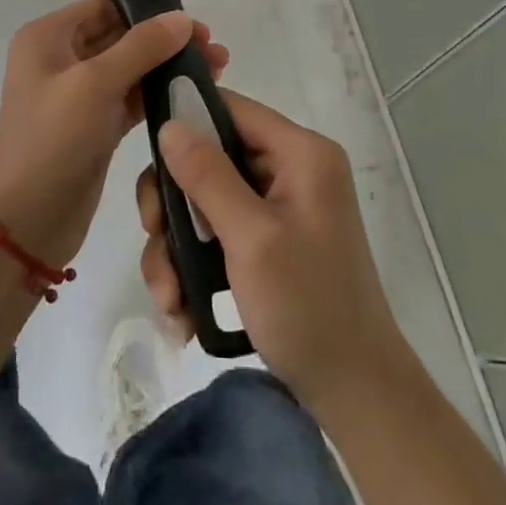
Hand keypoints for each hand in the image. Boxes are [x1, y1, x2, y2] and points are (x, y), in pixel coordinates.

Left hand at [0, 0, 228, 269]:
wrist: (27, 223)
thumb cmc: (53, 140)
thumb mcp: (95, 84)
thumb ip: (142, 46)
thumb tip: (182, 18)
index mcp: (47, 37)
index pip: (104, 8)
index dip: (148, 10)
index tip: (194, 23)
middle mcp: (60, 59)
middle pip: (121, 36)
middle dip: (166, 40)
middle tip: (213, 48)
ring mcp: (77, 95)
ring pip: (131, 68)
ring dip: (168, 66)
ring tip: (216, 68)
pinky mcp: (95, 126)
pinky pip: (131, 99)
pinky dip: (160, 94)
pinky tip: (194, 94)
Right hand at [137, 93, 406, 405]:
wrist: (355, 396)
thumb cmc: (308, 308)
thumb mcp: (252, 239)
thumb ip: (208, 176)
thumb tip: (170, 124)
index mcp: (301, 153)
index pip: (230, 109)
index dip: (186, 123)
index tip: (151, 159)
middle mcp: (290, 170)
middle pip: (210, 158)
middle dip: (175, 205)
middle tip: (155, 238)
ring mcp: (279, 208)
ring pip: (205, 202)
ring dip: (178, 248)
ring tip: (170, 298)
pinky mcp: (267, 242)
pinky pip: (217, 234)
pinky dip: (195, 267)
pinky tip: (184, 311)